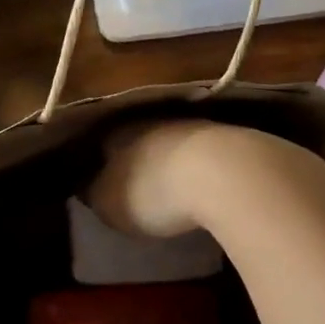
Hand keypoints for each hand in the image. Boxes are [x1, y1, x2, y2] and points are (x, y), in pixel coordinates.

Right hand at [88, 119, 305, 238]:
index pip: (102, 142)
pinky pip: (207, 154)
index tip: (99, 180)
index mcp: (121, 130)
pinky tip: (208, 186)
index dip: (99, 162)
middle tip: (137, 184)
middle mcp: (157, 119)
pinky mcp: (234, 139)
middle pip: (141, 137)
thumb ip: (96, 194)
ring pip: (176, 142)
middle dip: (138, 158)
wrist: (230, 176)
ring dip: (174, 160)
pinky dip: (204, 168)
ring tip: (175, 187)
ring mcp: (198, 126)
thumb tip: (90, 187)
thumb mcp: (110, 204)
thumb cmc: (156, 191)